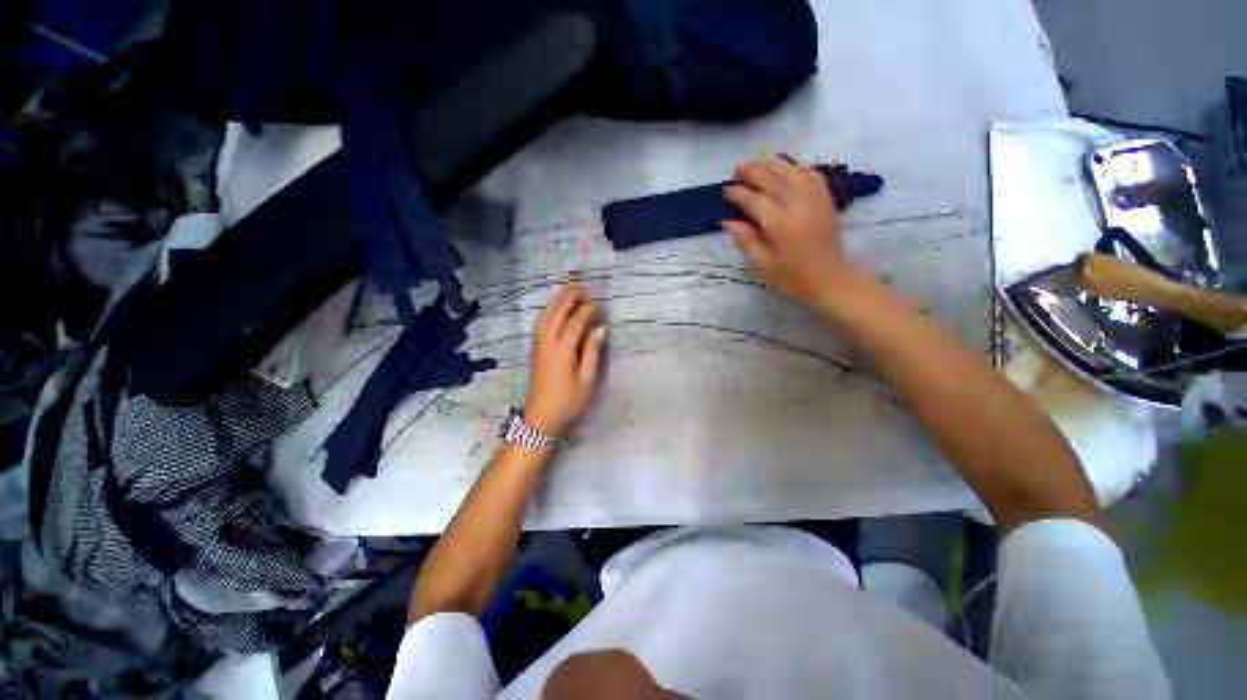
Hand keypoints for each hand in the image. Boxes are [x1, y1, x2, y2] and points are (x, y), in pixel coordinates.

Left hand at [524, 286, 606, 437]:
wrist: (541, 418)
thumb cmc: (568, 402)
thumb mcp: (587, 379)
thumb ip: (592, 351)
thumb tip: (600, 329)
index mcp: (563, 350)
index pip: (575, 322)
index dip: (587, 310)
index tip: (598, 303)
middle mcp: (548, 343)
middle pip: (556, 314)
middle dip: (568, 298)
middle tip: (581, 286)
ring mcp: (539, 346)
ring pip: (545, 317)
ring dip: (556, 302)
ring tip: (567, 292)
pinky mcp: (535, 351)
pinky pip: (540, 324)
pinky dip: (547, 312)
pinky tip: (554, 310)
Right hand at [723, 159, 856, 307]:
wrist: (832, 280)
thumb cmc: (792, 278)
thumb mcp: (762, 265)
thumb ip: (746, 239)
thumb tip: (728, 220)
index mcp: (780, 225)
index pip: (754, 201)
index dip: (738, 193)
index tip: (726, 190)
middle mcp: (799, 205)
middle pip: (773, 179)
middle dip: (753, 171)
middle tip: (737, 170)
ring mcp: (816, 199)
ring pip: (792, 171)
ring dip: (772, 165)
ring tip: (757, 163)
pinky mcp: (827, 199)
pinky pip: (810, 174)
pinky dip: (795, 168)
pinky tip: (785, 169)